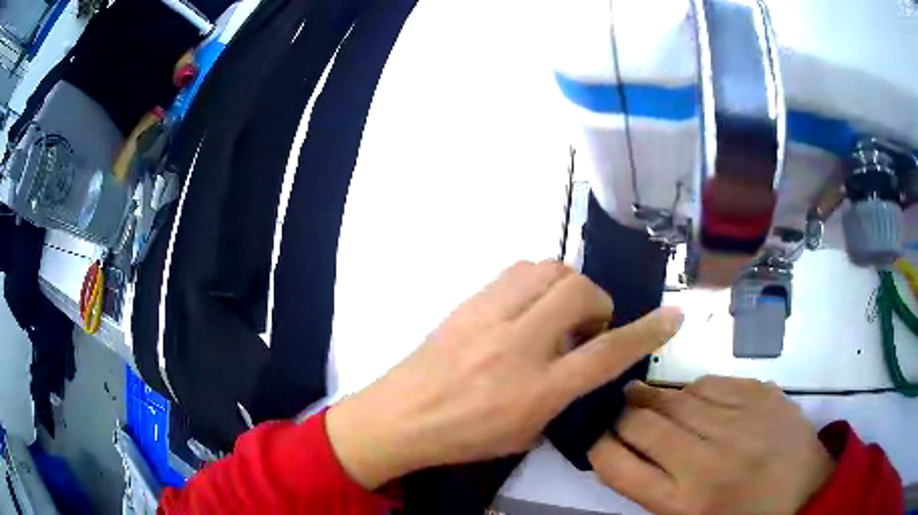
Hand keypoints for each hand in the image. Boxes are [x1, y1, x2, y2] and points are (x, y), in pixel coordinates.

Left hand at [326, 261, 683, 488]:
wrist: (400, 417)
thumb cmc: (465, 436)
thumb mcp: (527, 432)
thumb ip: (563, 393)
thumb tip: (580, 359)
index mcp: (537, 390)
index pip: (607, 352)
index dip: (647, 332)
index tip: (673, 316)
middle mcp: (518, 345)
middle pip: (580, 292)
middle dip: (598, 303)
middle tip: (585, 326)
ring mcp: (489, 317)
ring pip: (549, 269)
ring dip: (568, 286)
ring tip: (557, 312)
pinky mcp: (468, 302)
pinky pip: (516, 271)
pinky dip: (536, 282)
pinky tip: (527, 306)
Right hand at [589, 376, 834, 514]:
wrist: (805, 492)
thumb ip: (652, 489)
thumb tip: (622, 452)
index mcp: (683, 502)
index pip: (616, 465)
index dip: (597, 447)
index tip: (598, 439)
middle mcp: (706, 460)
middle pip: (641, 424)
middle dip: (621, 416)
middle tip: (619, 412)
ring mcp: (738, 422)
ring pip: (675, 397)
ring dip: (653, 399)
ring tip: (647, 400)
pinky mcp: (760, 394)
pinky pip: (710, 382)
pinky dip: (692, 390)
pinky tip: (692, 398)